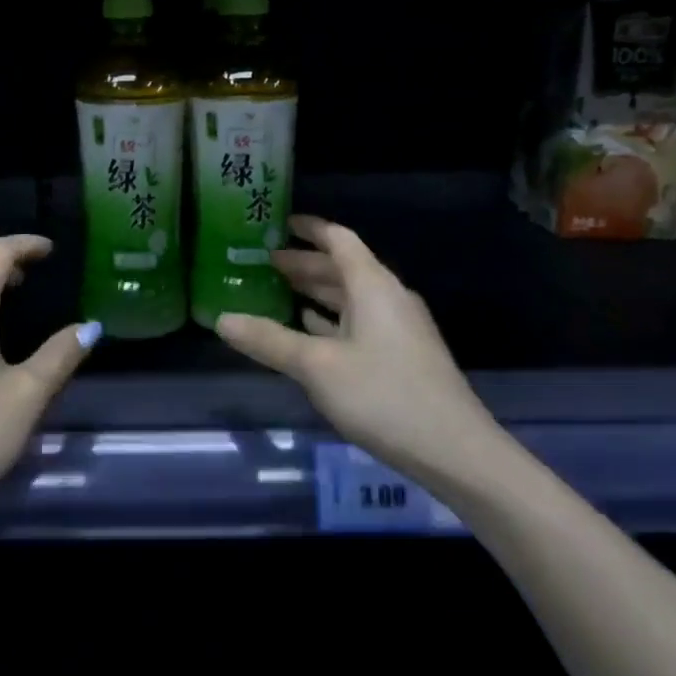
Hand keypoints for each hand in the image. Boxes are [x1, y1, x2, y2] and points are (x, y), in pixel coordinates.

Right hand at [215, 216, 500, 486]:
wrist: (454, 451)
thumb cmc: (383, 395)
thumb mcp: (317, 366)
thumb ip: (269, 340)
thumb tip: (221, 319)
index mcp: (372, 286)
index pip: (338, 239)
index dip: (308, 228)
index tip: (278, 223)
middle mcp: (388, 298)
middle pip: (342, 268)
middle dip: (303, 263)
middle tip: (262, 263)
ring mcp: (398, 328)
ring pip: (350, 297)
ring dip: (315, 292)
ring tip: (277, 292)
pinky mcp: (401, 356)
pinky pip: (359, 322)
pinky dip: (331, 320)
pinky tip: (309, 331)